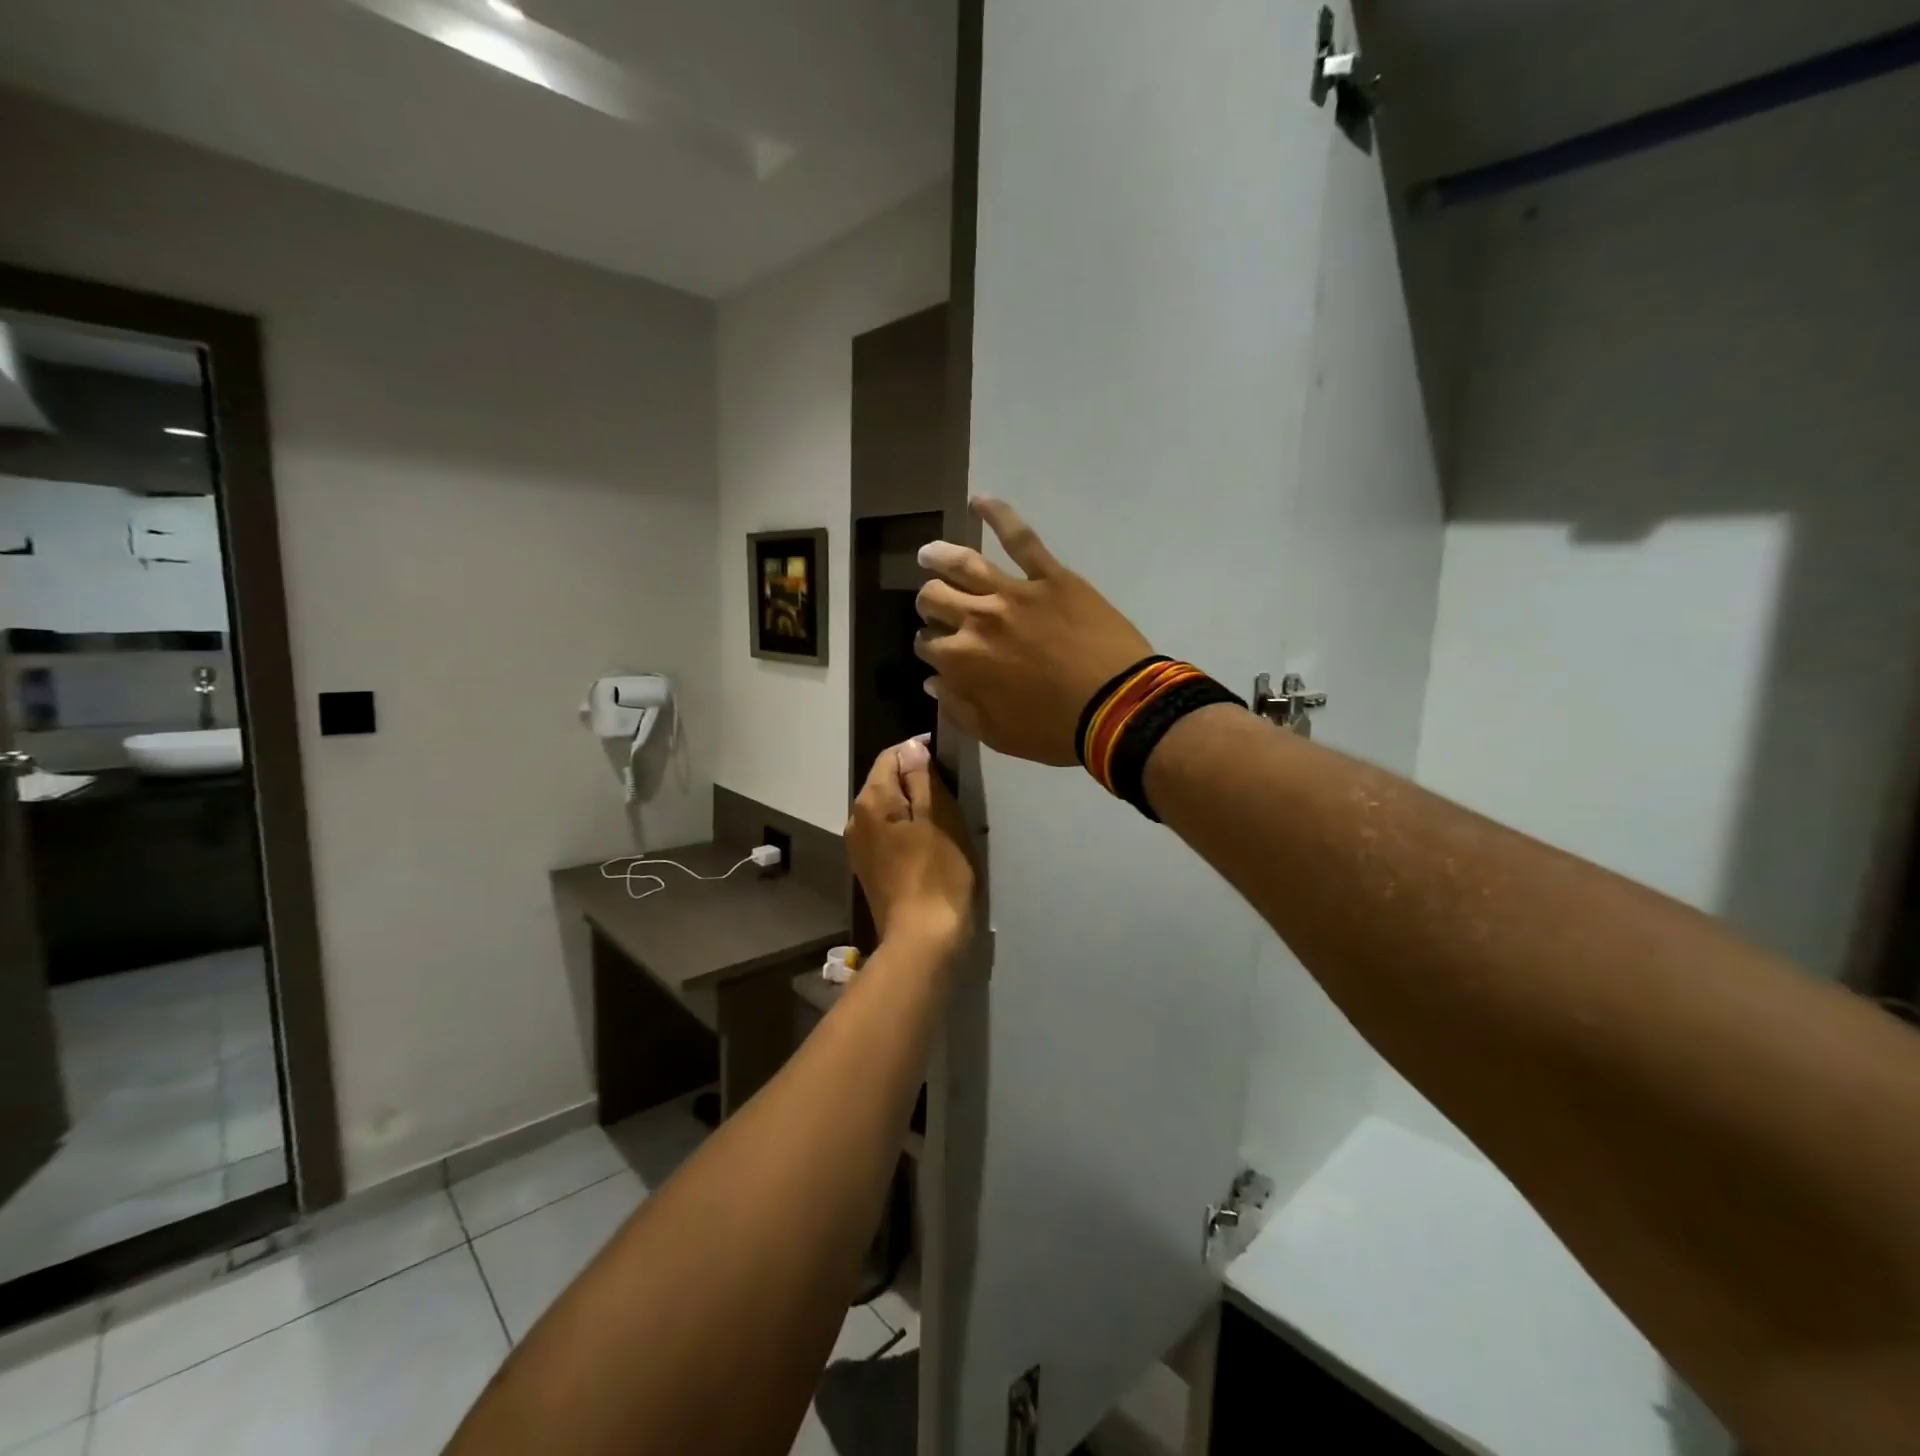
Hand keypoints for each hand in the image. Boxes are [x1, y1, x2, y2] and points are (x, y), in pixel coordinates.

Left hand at [846, 737, 973, 951]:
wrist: (922, 940)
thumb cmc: (937, 874)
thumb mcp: (939, 817)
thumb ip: (923, 778)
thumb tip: (912, 747)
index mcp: (871, 801)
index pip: (891, 756)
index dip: (918, 750)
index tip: (948, 759)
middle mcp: (855, 819)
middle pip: (885, 782)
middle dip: (915, 779)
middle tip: (952, 791)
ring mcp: (858, 847)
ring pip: (886, 809)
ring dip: (912, 806)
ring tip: (944, 817)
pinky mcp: (868, 869)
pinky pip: (886, 834)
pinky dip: (906, 829)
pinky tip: (929, 844)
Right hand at [914, 499, 1153, 764]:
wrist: (1117, 708)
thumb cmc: (1055, 730)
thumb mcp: (997, 735)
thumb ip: (958, 707)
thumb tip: (933, 681)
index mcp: (961, 660)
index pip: (928, 644)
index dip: (930, 647)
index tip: (940, 653)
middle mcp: (977, 618)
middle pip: (935, 597)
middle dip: (929, 603)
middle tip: (936, 605)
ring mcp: (1014, 592)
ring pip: (963, 564)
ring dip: (939, 557)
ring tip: (928, 553)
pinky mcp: (1050, 576)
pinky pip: (1021, 539)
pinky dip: (999, 515)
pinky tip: (979, 501)